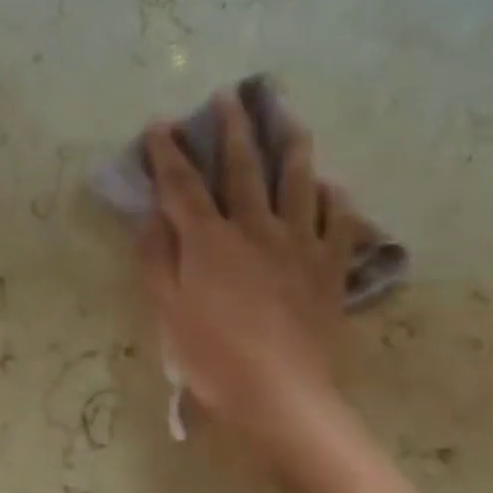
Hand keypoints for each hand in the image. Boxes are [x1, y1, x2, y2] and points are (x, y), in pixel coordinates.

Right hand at [138, 93, 356, 451]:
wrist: (279, 395)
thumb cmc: (212, 359)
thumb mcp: (166, 313)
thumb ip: (156, 259)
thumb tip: (153, 215)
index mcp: (209, 241)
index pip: (182, 185)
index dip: (168, 152)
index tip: (159, 125)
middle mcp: (255, 228)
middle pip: (243, 168)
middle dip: (232, 129)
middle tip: (230, 97)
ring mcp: (299, 245)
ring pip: (297, 181)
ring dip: (291, 145)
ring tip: (289, 119)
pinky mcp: (330, 268)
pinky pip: (339, 222)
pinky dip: (334, 199)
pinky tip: (331, 187)